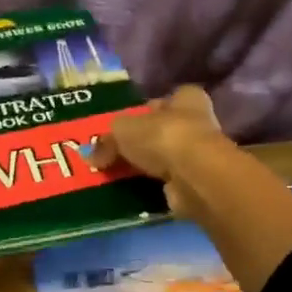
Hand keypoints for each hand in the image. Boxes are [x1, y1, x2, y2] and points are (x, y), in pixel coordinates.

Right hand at [92, 84, 291, 291]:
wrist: (193, 176)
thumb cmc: (162, 137)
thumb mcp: (122, 130)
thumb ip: (107, 140)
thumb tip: (91, 156)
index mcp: (186, 99)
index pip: (166, 100)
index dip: (147, 110)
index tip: (127, 124)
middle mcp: (198, 123)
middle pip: (165, 130)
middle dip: (143, 141)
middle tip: (115, 153)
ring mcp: (200, 155)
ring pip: (166, 158)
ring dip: (147, 167)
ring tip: (118, 175)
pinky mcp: (197, 183)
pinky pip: (168, 183)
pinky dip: (153, 187)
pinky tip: (133, 191)